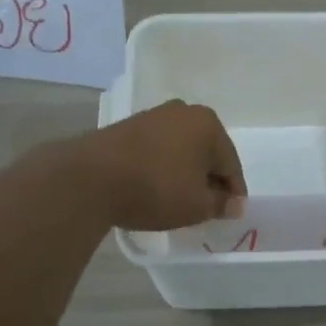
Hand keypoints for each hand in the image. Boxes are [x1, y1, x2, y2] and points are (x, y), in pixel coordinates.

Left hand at [79, 100, 246, 231]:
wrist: (91, 178)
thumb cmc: (156, 189)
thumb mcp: (197, 206)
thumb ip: (221, 204)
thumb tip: (234, 204)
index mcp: (208, 124)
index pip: (231, 164)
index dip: (233, 192)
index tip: (230, 214)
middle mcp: (184, 112)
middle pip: (206, 152)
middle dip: (209, 179)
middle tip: (206, 207)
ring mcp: (153, 116)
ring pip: (181, 149)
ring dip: (185, 172)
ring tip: (179, 200)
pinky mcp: (128, 126)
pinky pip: (158, 149)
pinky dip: (162, 167)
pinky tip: (155, 187)